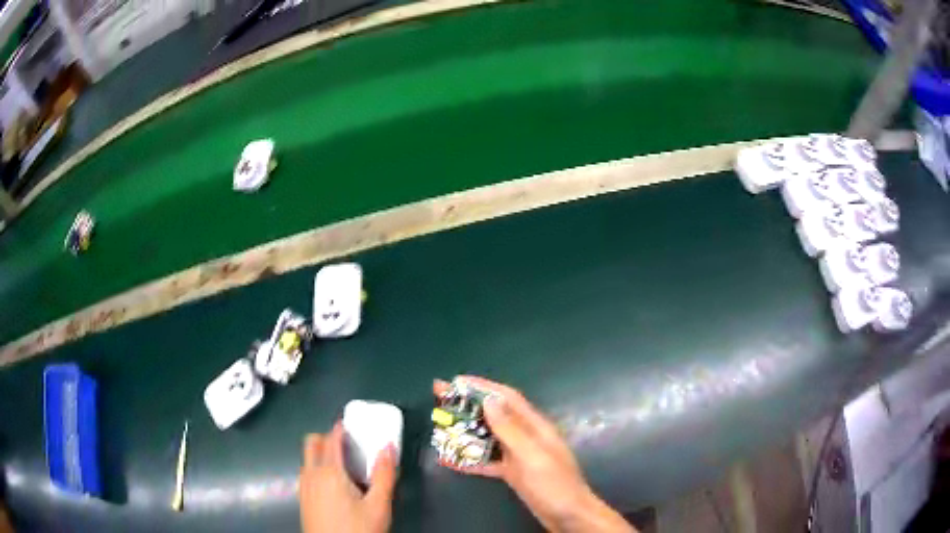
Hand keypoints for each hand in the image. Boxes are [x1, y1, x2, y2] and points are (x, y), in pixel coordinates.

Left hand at [299, 422, 397, 532]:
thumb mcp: (379, 506)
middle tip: (350, 447)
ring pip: (308, 458)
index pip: (331, 438)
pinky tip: (337, 487)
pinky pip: (307, 472)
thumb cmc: (357, 529)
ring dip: (322, 453)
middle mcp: (311, 474)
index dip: (342, 428)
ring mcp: (303, 486)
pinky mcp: (302, 498)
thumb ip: (384, 475)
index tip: (355, 425)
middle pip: (312, 442)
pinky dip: (318, 468)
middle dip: (328, 438)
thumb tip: (388, 447)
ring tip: (347, 468)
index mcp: (329, 471)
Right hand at [435, 376, 634, 532]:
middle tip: (439, 400)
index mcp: (535, 426)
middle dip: (468, 406)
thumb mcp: (532, 456)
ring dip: (466, 432)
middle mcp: (526, 436)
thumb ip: (511, 430)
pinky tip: (449, 460)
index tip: (456, 381)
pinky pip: (488, 461)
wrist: (569, 515)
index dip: (482, 386)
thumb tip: (489, 400)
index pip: (507, 398)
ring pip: (488, 438)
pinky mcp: (513, 472)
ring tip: (441, 427)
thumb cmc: (554, 484)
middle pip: (494, 415)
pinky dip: (470, 459)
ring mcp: (519, 455)